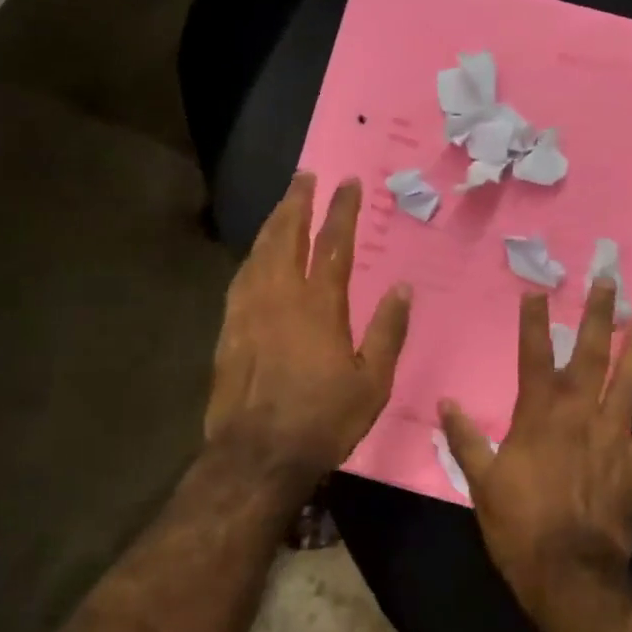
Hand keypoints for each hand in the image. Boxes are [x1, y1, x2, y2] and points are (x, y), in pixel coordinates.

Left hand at [205, 173, 412, 499]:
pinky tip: (255, 255)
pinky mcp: (228, 328)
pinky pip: (241, 278)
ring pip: (259, 252)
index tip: (348, 182)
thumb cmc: (323, 419)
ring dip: (273, 223)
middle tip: (304, 176)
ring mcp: (249, 310)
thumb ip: (388, 331)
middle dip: (297, 202)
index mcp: (320, 305)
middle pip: (287, 235)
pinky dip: (252, 256)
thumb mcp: (373, 381)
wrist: (258, 454)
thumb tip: (403, 288)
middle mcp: (281, 295)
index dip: (342, 209)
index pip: (334, 243)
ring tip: (282, 205)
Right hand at [440, 280, 631, 613]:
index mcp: (539, 413)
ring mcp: (614, 436)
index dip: (534, 321)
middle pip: (591, 353)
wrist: (570, 574)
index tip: (537, 290)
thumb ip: (465, 439)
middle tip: (607, 280)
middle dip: (597, 314)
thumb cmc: (520, 526)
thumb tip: (446, 403)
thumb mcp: (481, 482)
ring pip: (628, 381)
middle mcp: (580, 413)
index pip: (535, 354)